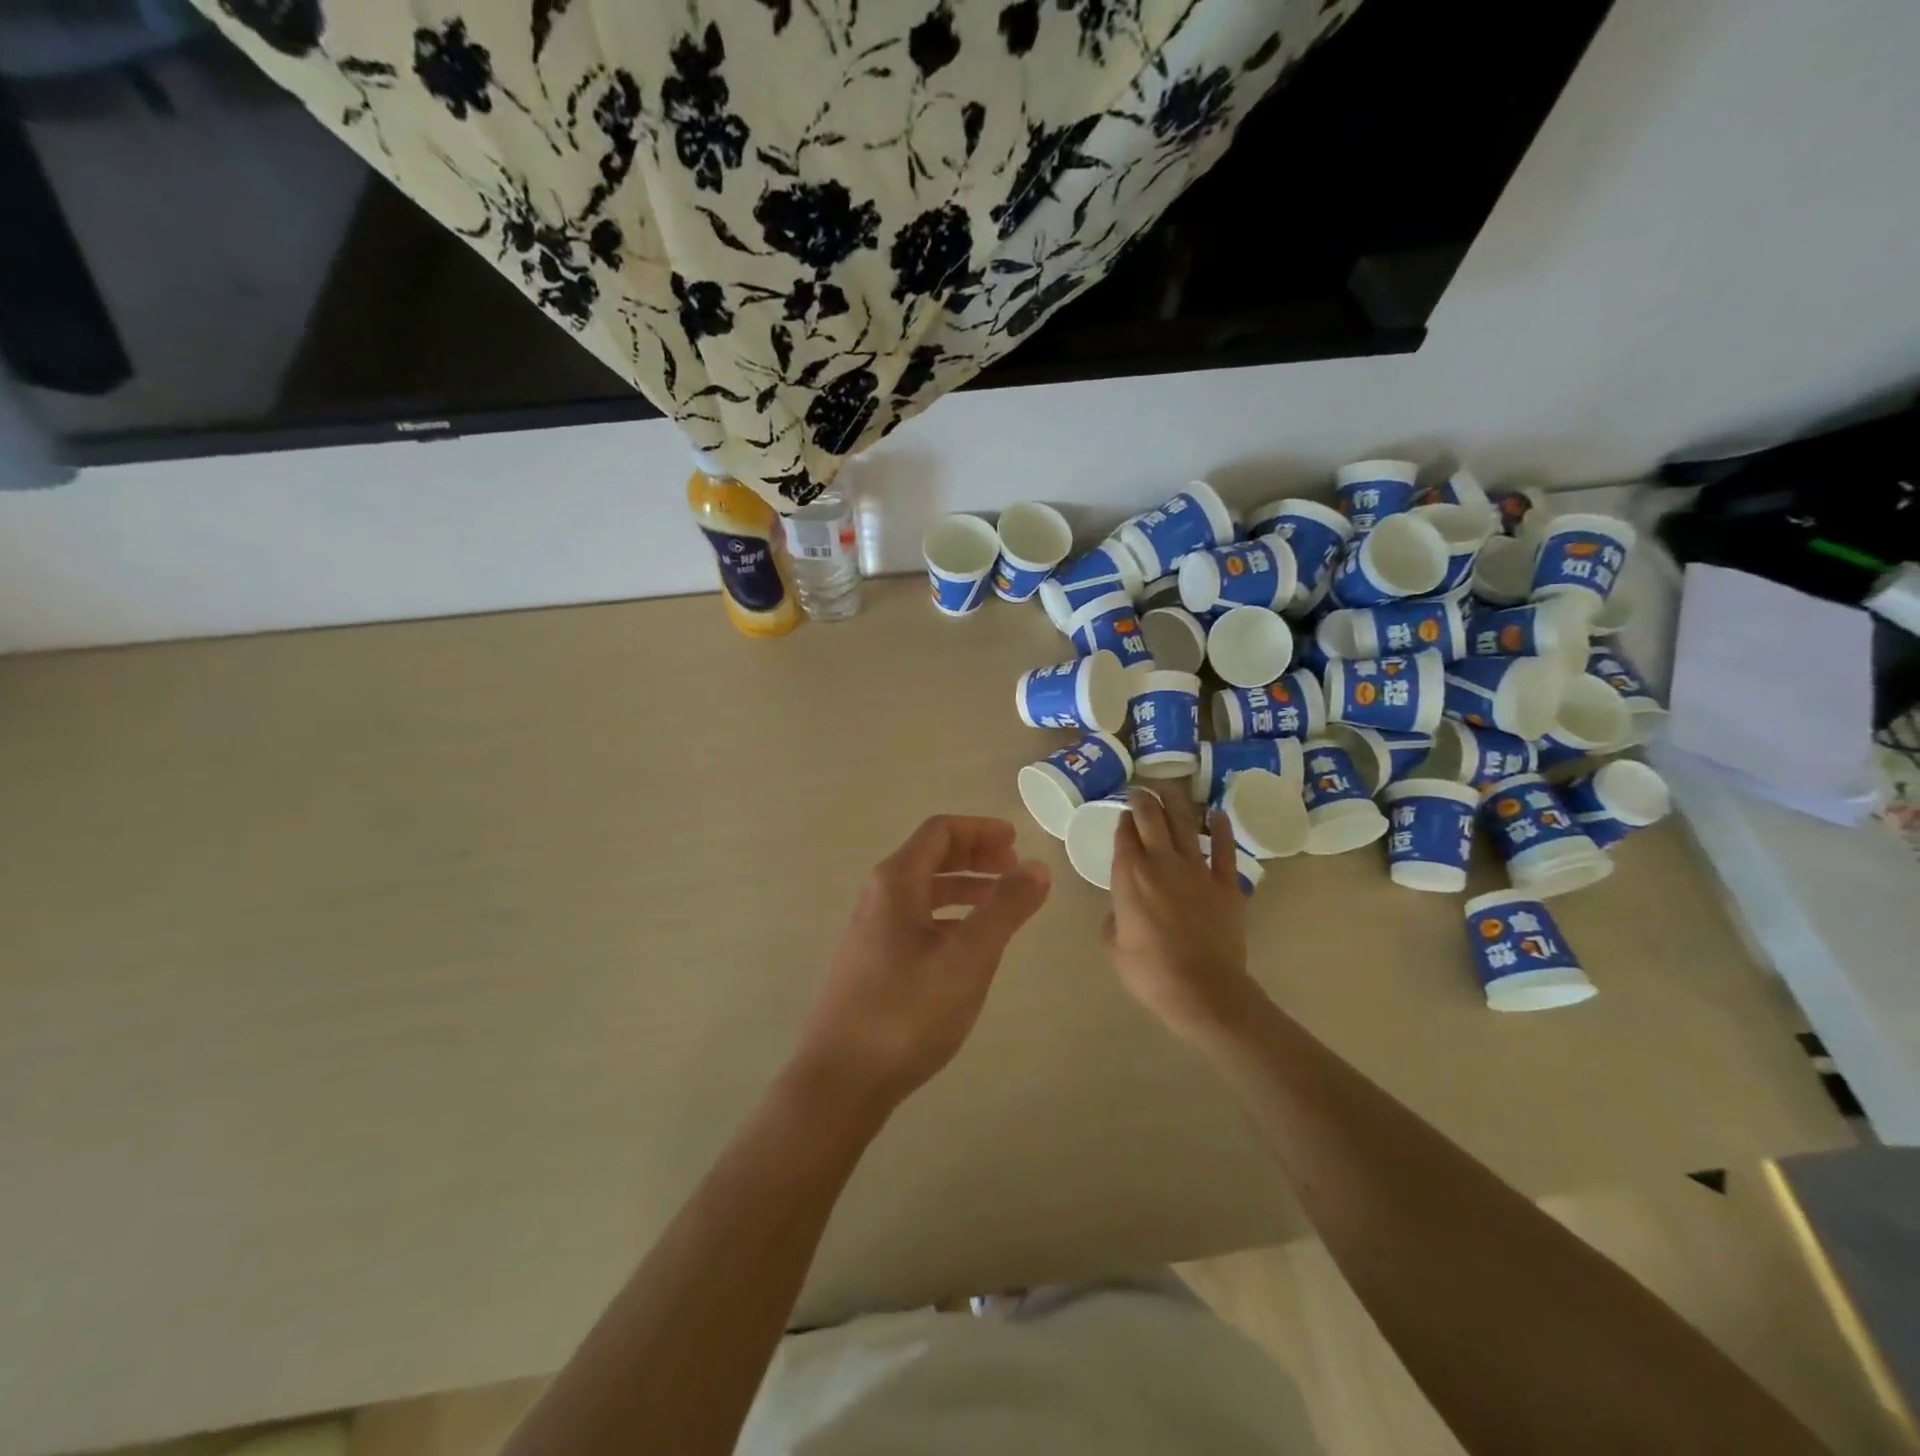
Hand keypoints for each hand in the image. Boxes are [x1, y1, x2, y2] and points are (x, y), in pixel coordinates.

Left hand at [792, 816, 1050, 1111]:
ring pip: (924, 892)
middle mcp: (879, 897)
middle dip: (975, 856)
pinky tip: (968, 945)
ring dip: (964, 887)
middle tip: (1014, 868)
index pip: (940, 832)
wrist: (841, 1079)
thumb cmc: (907, 1011)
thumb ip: (1005, 908)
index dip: (980, 830)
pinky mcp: (872, 962)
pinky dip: (949, 917)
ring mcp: (871, 930)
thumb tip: (1036, 866)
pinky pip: (916, 920)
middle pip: (930, 857)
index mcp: (897, 882)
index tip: (1016, 842)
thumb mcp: (968, 957)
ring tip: (1001, 902)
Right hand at [1107, 787, 1258, 1041]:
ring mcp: (1197, 870)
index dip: (1122, 819)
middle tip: (1140, 790)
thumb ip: (1115, 919)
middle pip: (1151, 818)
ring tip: (1169, 789)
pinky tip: (1217, 813)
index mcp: (1129, 875)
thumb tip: (1121, 911)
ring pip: (1185, 825)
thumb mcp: (1115, 946)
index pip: (1124, 835)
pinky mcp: (1226, 884)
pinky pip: (1224, 849)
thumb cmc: (1150, 972)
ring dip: (1175, 803)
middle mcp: (1161, 863)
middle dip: (1144, 799)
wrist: (1203, 989)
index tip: (1122, 811)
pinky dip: (1221, 829)